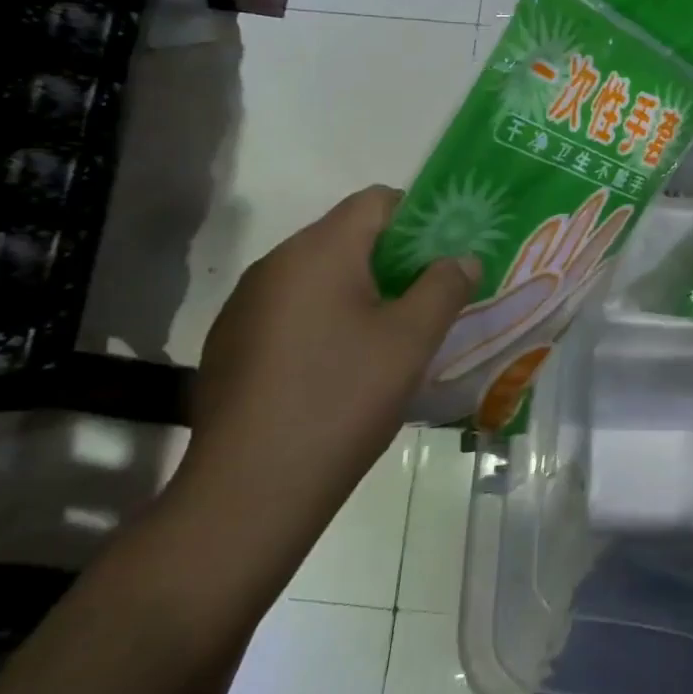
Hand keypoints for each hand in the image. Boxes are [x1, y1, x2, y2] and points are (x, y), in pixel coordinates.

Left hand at [171, 187, 478, 563]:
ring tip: (388, 339)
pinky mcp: (231, 343)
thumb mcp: (411, 340)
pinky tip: (338, 370)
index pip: (376, 201)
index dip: (419, 218)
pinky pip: (291, 310)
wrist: (248, 492)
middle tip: (427, 300)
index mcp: (319, 251)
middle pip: (347, 236)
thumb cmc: (342, 400)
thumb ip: (444, 286)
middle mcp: (275, 264)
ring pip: (319, 276)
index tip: (444, 258)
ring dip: (359, 292)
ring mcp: (246, 305)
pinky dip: (324, 320)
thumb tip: (461, 258)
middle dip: (393, 259)